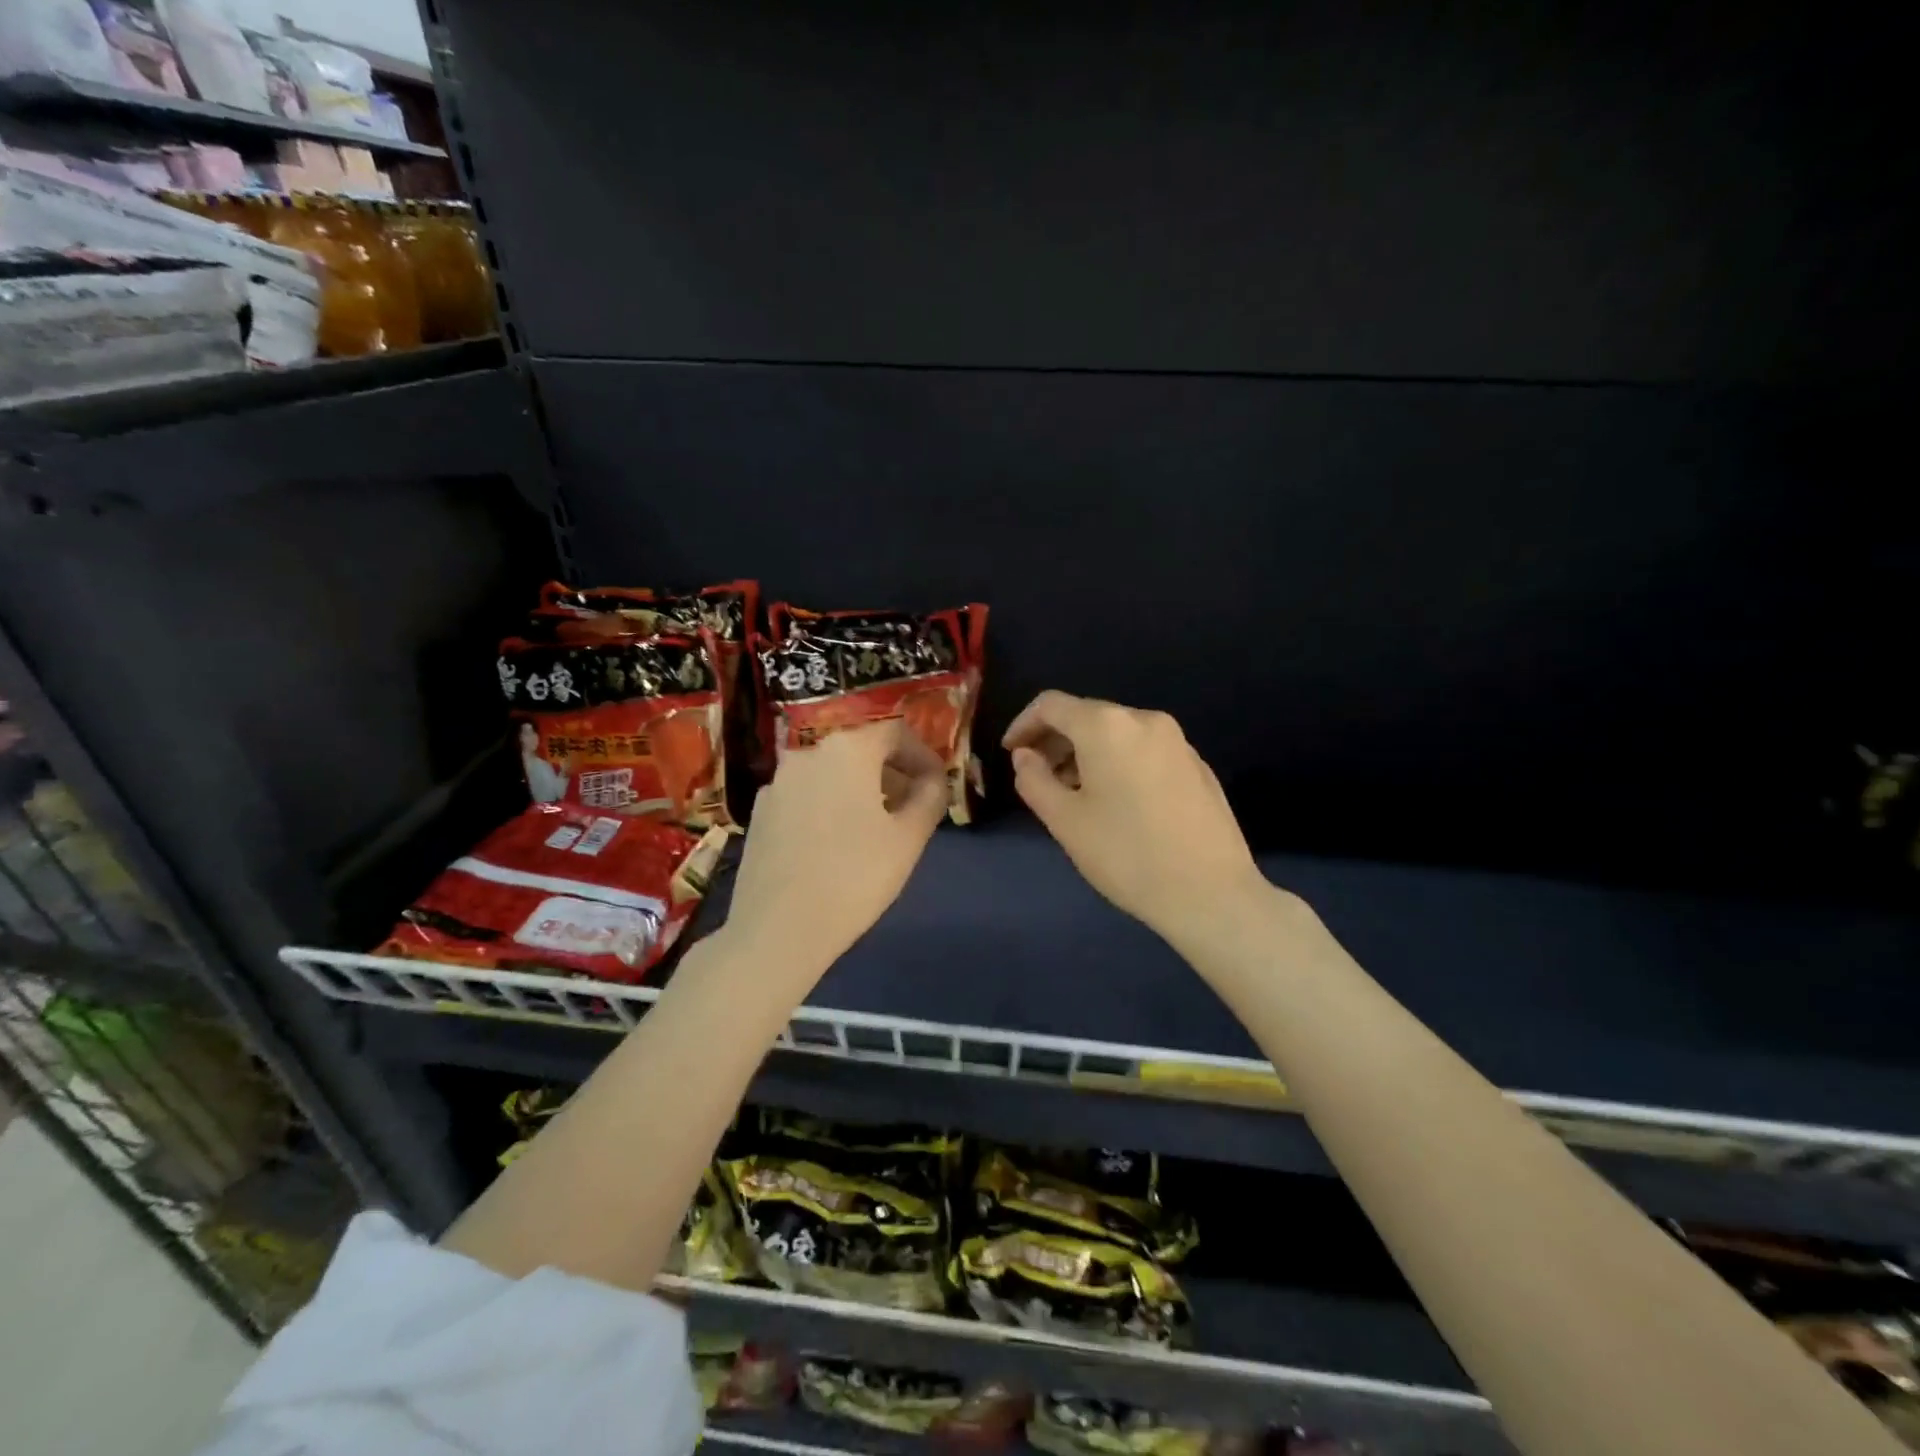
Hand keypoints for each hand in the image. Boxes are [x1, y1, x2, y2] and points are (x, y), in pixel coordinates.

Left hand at [724, 719, 946, 976]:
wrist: (777, 929)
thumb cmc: (854, 877)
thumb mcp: (909, 838)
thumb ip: (930, 797)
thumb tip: (934, 781)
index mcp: (847, 750)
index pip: (896, 734)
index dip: (924, 757)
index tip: (938, 787)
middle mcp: (807, 753)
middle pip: (861, 751)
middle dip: (893, 774)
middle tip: (913, 809)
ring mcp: (777, 783)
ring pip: (831, 774)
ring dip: (861, 791)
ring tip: (878, 829)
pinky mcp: (759, 813)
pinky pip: (806, 796)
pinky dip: (829, 806)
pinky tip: (837, 845)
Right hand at [1003, 691, 1268, 945]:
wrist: (1211, 893)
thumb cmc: (1126, 854)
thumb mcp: (1065, 821)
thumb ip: (1034, 779)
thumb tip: (1026, 756)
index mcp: (1107, 726)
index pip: (1051, 705)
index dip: (1023, 724)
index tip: (1010, 753)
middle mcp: (1144, 720)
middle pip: (1087, 715)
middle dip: (1055, 741)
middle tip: (1038, 777)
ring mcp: (1177, 741)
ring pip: (1117, 733)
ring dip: (1086, 753)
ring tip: (1073, 794)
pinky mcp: (1197, 765)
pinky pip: (1143, 750)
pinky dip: (1117, 762)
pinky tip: (1116, 802)